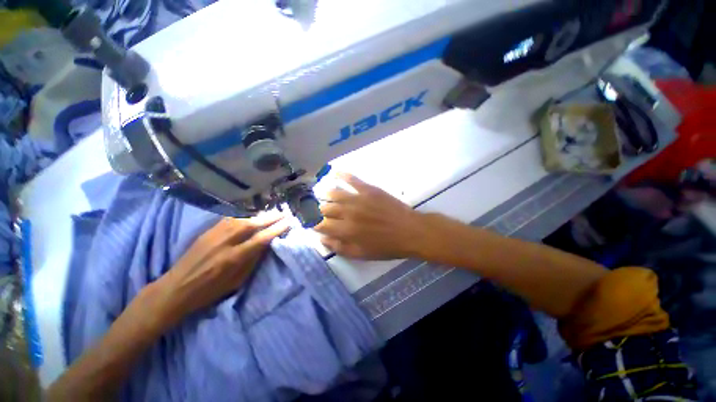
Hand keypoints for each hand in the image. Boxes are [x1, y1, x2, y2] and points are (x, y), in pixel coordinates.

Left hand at [150, 213, 289, 326]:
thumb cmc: (210, 291)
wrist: (176, 288)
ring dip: (259, 215)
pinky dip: (244, 216)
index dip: (277, 229)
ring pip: (242, 219)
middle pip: (252, 224)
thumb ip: (252, 261)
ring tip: (271, 213)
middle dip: (271, 217)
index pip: (261, 238)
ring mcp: (215, 234)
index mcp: (234, 258)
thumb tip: (266, 244)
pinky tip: (251, 215)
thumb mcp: (237, 281)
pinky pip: (230, 219)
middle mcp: (226, 242)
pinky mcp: (208, 231)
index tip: (288, 222)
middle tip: (284, 212)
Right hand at [315, 173, 427, 259]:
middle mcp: (347, 212)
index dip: (312, 223)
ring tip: (321, 195)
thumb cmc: (386, 246)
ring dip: (325, 194)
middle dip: (318, 210)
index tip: (310, 222)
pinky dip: (341, 175)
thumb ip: (339, 247)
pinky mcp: (368, 189)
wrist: (409, 231)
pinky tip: (334, 172)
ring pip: (334, 193)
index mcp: (345, 230)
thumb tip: (322, 238)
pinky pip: (352, 179)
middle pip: (324, 208)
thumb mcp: (361, 254)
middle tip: (316, 211)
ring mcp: (358, 198)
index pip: (320, 224)